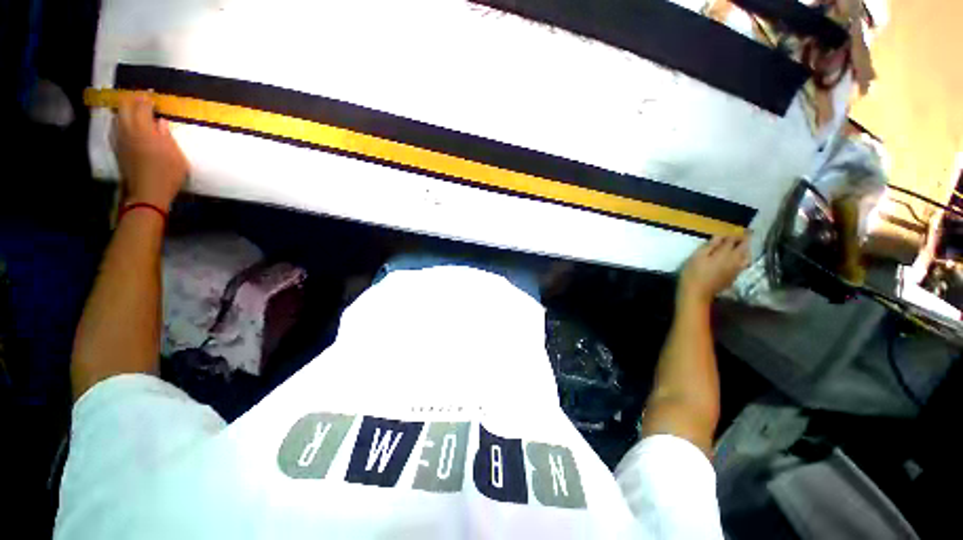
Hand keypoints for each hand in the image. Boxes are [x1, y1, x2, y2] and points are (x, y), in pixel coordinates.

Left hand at [113, 92, 188, 209]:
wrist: (147, 193)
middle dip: (132, 100)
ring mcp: (120, 140)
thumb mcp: (176, 156)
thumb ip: (166, 136)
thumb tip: (160, 122)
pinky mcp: (117, 149)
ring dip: (125, 111)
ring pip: (117, 117)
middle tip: (142, 99)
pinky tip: (127, 126)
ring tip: (134, 111)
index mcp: (144, 130)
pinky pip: (116, 128)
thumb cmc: (167, 174)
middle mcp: (128, 131)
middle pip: (123, 107)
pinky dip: (121, 122)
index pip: (142, 106)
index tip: (153, 96)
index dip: (147, 99)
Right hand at [678, 235, 750, 306]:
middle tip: (742, 234)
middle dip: (744, 240)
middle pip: (744, 247)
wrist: (697, 293)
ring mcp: (736, 270)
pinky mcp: (734, 277)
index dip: (734, 233)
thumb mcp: (697, 256)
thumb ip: (710, 245)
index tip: (733, 229)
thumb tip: (720, 235)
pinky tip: (737, 259)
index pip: (733, 240)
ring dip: (745, 250)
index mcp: (725, 253)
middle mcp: (735, 260)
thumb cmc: (693, 272)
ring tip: (741, 247)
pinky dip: (743, 259)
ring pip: (747, 256)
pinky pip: (743, 265)